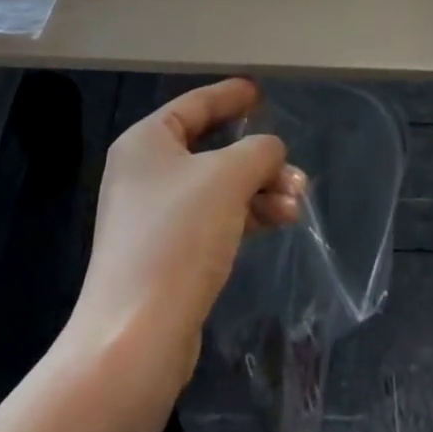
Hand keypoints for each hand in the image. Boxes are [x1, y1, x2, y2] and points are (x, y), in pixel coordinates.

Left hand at [73, 79, 304, 377]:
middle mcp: (144, 173)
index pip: (195, 104)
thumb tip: (270, 150)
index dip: (230, 95)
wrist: (135, 340)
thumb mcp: (228, 177)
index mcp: (146, 141)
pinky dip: (245, 215)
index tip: (260, 91)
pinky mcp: (165, 256)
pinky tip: (279, 222)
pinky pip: (213, 219)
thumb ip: (258, 150)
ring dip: (259, 189)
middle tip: (293, 166)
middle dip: (257, 157)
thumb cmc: (178, 237)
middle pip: (211, 148)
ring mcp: (152, 217)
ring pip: (217, 187)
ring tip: (297, 201)